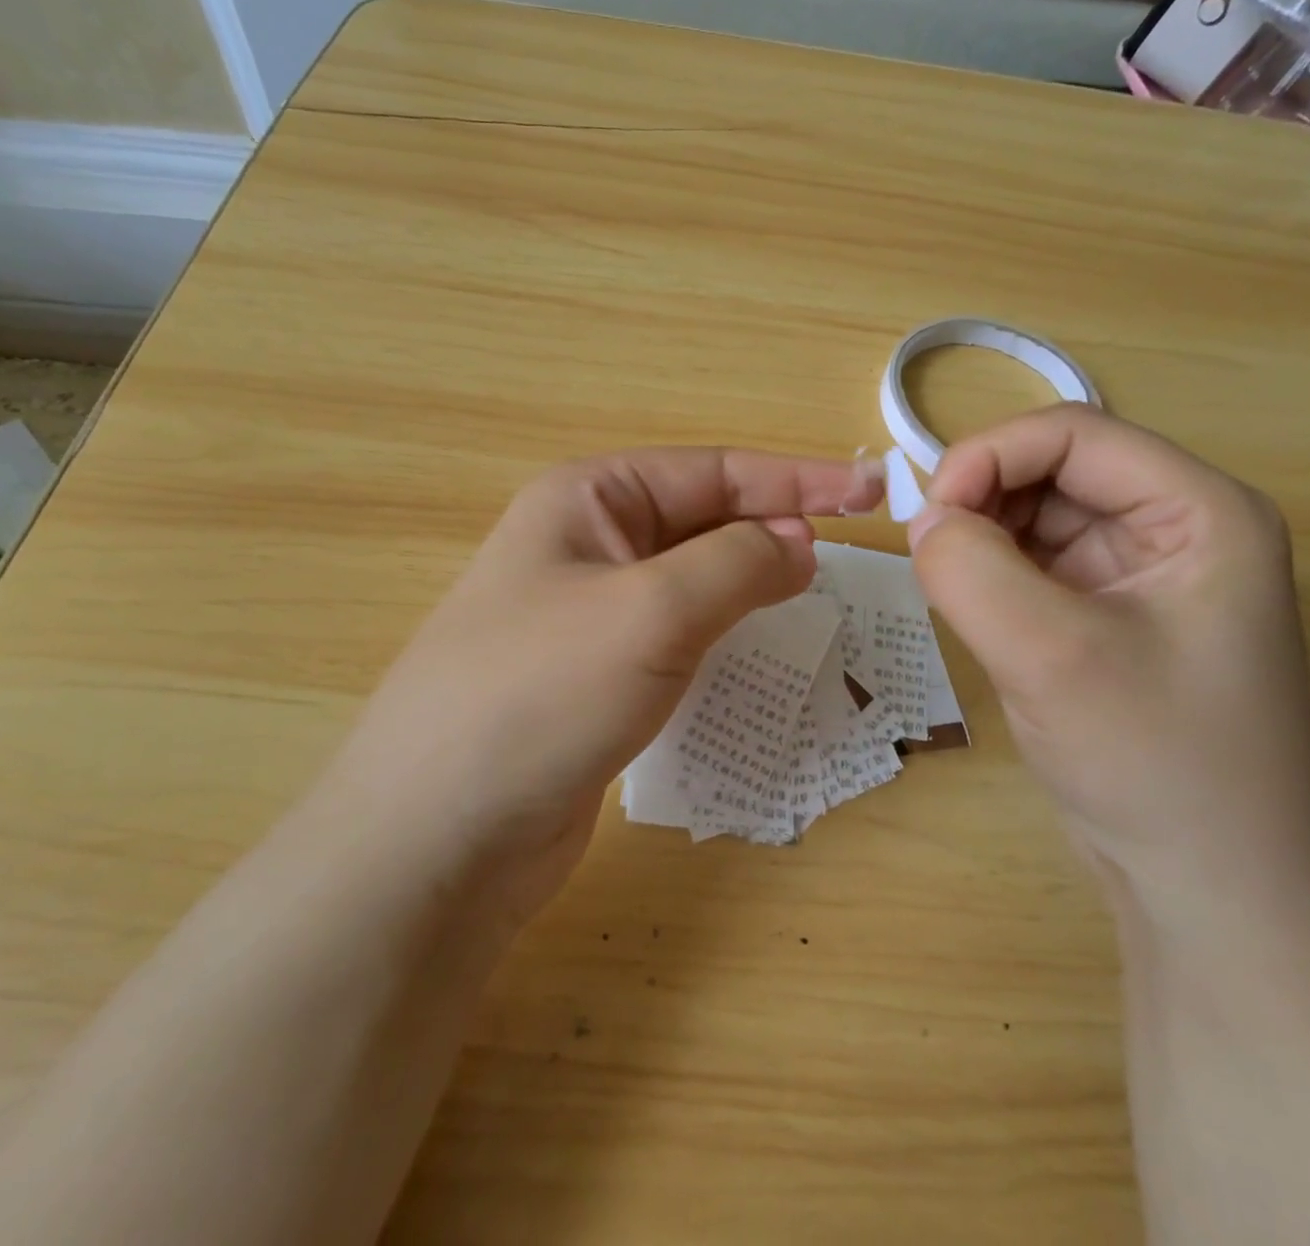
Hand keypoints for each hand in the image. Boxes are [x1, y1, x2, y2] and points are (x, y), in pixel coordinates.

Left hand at [321, 447, 883, 916]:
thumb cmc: (543, 694)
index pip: (713, 471)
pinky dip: (721, 634)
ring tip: (809, 598)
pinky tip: (753, 650)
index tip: (871, 495)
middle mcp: (586, 544)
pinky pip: (676, 635)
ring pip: (692, 580)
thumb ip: (737, 563)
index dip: (797, 481)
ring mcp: (588, 613)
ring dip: (749, 583)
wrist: (438, 837)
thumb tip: (798, 544)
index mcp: (589, 499)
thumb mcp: (652, 609)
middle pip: (703, 520)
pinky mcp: (595, 675)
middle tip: (846, 558)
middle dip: (773, 530)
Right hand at [907, 405, 1309, 940]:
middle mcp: (1177, 528)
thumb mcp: (1051, 656)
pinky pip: (1035, 565)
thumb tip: (921, 519)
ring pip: (1037, 516)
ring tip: (953, 591)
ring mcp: (1142, 575)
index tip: (928, 517)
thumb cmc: (1156, 766)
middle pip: (1054, 469)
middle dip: (982, 499)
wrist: (1210, 896)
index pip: (1073, 433)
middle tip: (932, 558)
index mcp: (1200, 511)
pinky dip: (992, 575)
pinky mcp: (1108, 617)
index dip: (989, 456)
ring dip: (983, 539)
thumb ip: (971, 570)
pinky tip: (975, 614)